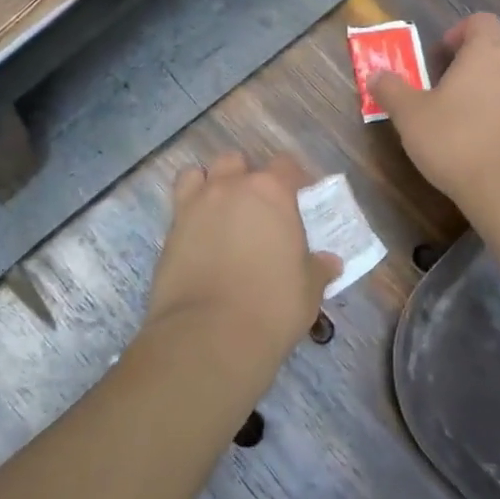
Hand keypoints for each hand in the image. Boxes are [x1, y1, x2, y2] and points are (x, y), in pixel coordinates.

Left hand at [140, 151, 341, 375]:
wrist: (209, 335)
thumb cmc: (272, 306)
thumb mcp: (309, 289)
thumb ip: (318, 268)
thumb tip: (329, 262)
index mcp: (272, 192)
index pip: (285, 165)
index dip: (293, 180)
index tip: (298, 199)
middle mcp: (231, 188)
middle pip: (237, 162)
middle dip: (247, 178)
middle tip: (258, 209)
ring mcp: (195, 205)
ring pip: (200, 174)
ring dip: (212, 186)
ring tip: (221, 213)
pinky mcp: (169, 230)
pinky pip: (179, 203)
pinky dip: (189, 210)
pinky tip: (198, 234)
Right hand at [369, 12, 499, 217]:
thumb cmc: (457, 142)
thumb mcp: (411, 117)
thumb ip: (392, 91)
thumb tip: (375, 74)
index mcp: (486, 52)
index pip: (481, 21)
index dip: (460, 32)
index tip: (442, 55)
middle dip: (477, 60)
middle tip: (451, 86)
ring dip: (495, 89)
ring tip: (469, 118)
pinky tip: (491, 144)